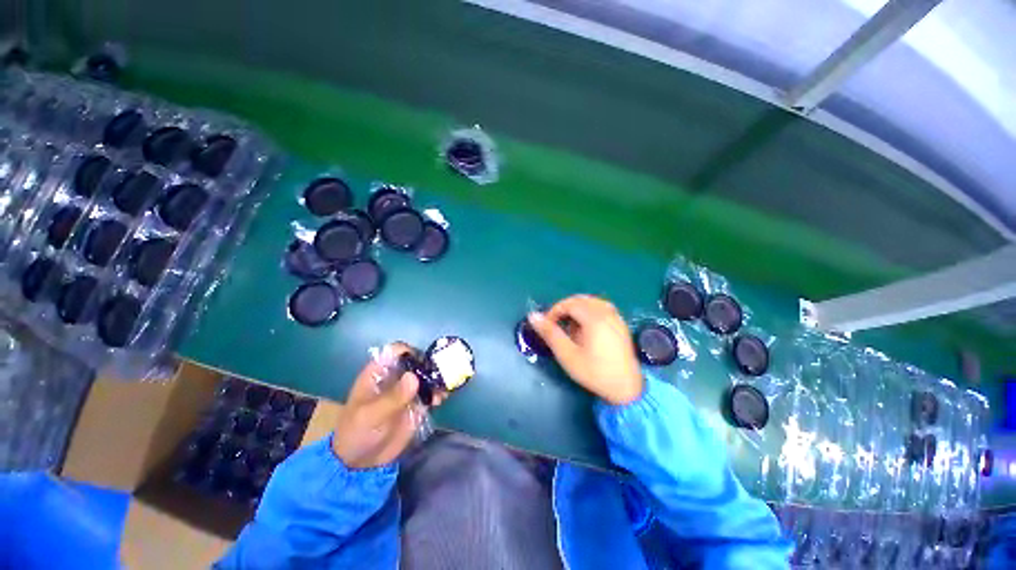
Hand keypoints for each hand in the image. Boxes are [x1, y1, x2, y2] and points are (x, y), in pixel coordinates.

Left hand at [332, 343, 437, 468]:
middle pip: (416, 360)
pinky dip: (439, 392)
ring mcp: (408, 390)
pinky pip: (431, 392)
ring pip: (427, 375)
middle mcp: (395, 376)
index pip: (396, 351)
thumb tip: (413, 377)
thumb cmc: (357, 433)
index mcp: (378, 372)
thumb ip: (392, 398)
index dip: (410, 351)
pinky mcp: (417, 403)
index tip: (422, 363)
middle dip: (430, 365)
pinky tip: (442, 399)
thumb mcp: (371, 416)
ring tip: (443, 389)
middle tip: (440, 375)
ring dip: (437, 379)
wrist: (360, 463)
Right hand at [528, 295, 642, 404]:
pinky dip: (590, 311)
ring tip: (570, 325)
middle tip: (556, 324)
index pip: (569, 303)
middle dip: (565, 308)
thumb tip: (532, 315)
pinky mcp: (621, 324)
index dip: (554, 311)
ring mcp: (616, 317)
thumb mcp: (567, 355)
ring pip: (592, 302)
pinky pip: (602, 308)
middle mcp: (607, 313)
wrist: (627, 389)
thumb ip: (550, 333)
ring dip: (577, 309)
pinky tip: (586, 327)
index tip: (547, 325)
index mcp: (594, 318)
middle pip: (581, 300)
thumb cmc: (594, 372)